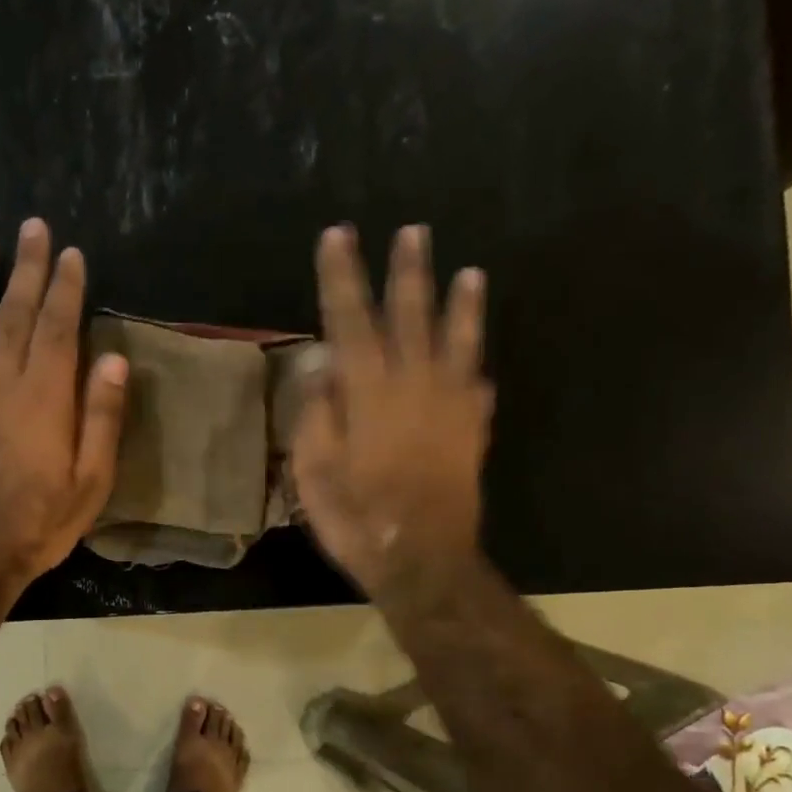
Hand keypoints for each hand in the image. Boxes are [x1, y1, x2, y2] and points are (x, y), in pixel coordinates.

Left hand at [0, 218, 128, 590]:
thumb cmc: (38, 522)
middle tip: (30, 227)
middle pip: (14, 314)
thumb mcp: (91, 481)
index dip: (66, 287)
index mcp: (44, 396)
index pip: (58, 327)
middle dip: (26, 268)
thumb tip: (114, 361)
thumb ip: (101, 418)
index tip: (70, 253)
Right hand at [290, 224, 493, 598]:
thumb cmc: (357, 516)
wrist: (422, 559)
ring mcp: (450, 406)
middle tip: (414, 232)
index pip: (350, 319)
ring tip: (471, 272)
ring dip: (462, 305)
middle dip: (408, 272)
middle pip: (410, 316)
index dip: (342, 276)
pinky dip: (476, 372)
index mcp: (369, 391)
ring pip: (457, 342)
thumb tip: (322, 363)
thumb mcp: (314, 470)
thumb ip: (317, 412)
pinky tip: (478, 366)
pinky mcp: (472, 432)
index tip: (339, 235)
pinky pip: (478, 389)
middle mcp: (414, 385)